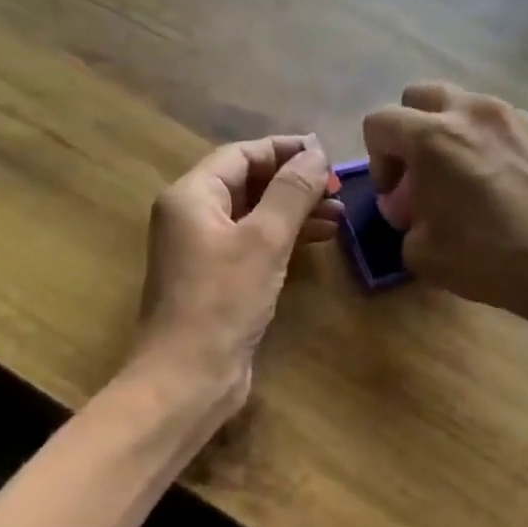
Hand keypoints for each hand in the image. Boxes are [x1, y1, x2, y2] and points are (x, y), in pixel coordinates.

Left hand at [130, 135, 340, 416]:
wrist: (188, 376)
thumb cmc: (222, 300)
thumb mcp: (264, 239)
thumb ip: (291, 192)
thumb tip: (316, 153)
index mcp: (191, 196)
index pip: (241, 155)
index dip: (284, 150)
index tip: (327, 155)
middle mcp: (191, 217)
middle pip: (247, 183)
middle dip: (293, 184)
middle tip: (337, 190)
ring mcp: (202, 251)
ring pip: (253, 216)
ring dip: (294, 213)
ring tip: (339, 217)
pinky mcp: (216, 281)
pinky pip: (252, 246)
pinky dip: (283, 240)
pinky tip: (317, 242)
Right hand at [361, 83, 527, 322]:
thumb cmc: (489, 258)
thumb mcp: (421, 253)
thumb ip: (405, 221)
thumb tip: (414, 210)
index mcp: (433, 137)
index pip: (379, 122)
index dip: (376, 159)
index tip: (394, 195)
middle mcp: (471, 113)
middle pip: (420, 96)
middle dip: (408, 131)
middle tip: (419, 174)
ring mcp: (512, 117)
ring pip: (462, 105)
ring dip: (448, 134)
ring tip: (460, 180)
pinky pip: (496, 124)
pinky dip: (483, 143)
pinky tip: (496, 185)